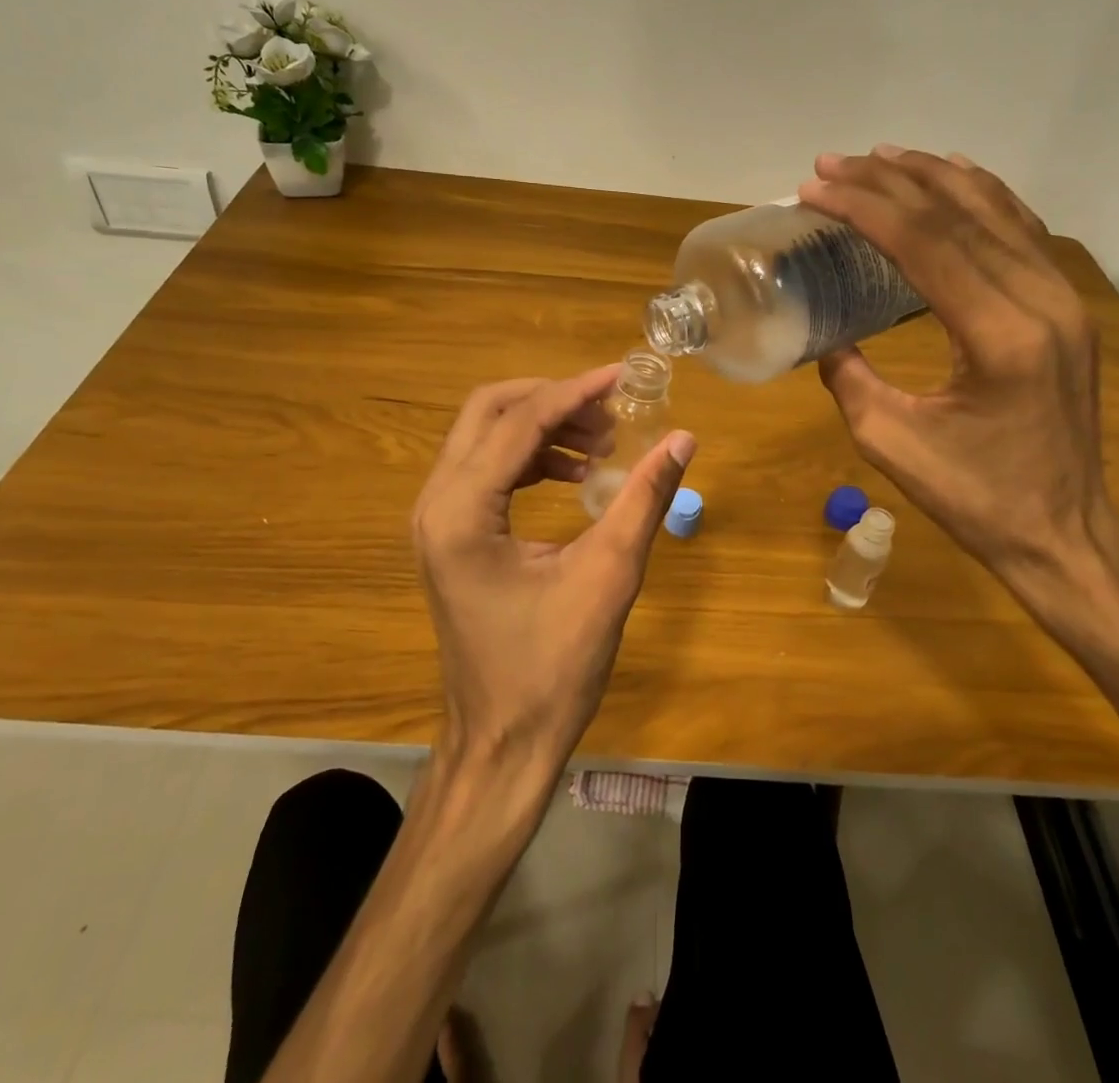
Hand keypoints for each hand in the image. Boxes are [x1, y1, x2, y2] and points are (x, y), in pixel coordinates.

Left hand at [412, 367, 696, 779]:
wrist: (501, 744)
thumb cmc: (552, 670)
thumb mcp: (607, 577)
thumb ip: (643, 500)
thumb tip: (682, 439)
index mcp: (462, 512)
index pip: (520, 423)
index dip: (576, 392)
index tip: (624, 375)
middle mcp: (436, 504)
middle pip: (488, 412)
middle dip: (551, 400)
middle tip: (608, 411)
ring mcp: (436, 520)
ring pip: (485, 436)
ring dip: (542, 427)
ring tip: (602, 445)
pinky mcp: (450, 536)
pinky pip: (487, 469)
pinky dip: (531, 457)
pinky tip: (576, 476)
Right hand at [799, 147, 1118, 645]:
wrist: (1064, 532)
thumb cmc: (976, 499)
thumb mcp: (890, 444)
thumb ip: (848, 378)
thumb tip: (823, 335)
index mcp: (999, 337)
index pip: (924, 245)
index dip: (864, 208)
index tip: (814, 189)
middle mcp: (1041, 302)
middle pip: (957, 216)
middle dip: (887, 182)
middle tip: (830, 165)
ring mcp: (1063, 300)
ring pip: (995, 211)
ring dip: (932, 177)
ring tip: (879, 157)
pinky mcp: (1066, 307)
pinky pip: (1022, 231)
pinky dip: (982, 194)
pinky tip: (954, 174)